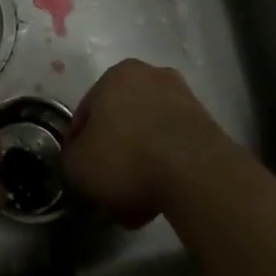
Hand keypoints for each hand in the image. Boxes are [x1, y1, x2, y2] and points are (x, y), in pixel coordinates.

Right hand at [62, 59, 227, 227]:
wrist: (195, 174)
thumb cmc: (127, 160)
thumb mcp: (77, 166)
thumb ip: (68, 159)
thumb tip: (76, 160)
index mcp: (115, 74)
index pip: (86, 112)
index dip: (79, 145)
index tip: (81, 172)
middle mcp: (149, 75)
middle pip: (120, 120)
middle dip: (113, 152)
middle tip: (109, 186)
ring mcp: (182, 97)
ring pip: (148, 134)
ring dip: (140, 161)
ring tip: (136, 200)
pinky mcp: (207, 123)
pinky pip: (173, 145)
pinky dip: (165, 166)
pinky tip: (159, 196)